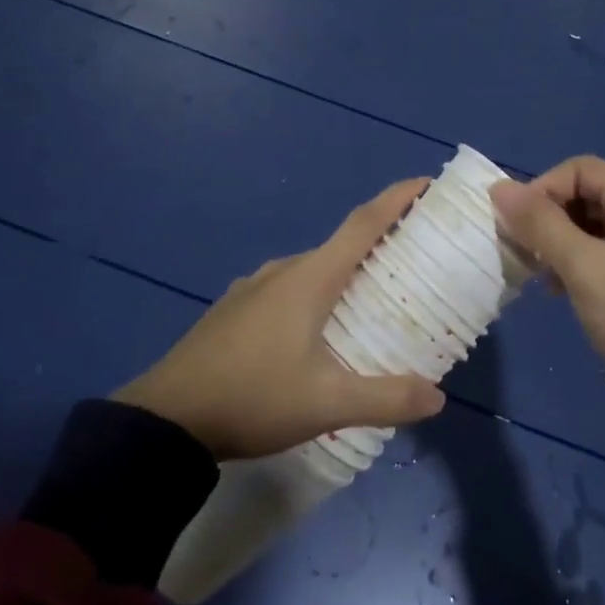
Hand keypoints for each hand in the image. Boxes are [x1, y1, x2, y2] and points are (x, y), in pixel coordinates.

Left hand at [115, 179, 446, 460]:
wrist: (166, 420)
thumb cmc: (252, 398)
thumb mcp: (326, 404)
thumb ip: (386, 398)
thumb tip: (438, 398)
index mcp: (309, 278)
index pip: (363, 224)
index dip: (397, 200)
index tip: (426, 185)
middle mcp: (282, 271)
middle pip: (340, 246)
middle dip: (379, 246)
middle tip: (415, 262)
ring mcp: (253, 288)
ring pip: (312, 271)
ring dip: (345, 275)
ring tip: (372, 301)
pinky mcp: (234, 310)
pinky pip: (287, 290)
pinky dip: (315, 295)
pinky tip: (317, 332)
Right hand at [492, 157, 604, 527]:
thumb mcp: (585, 270)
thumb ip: (540, 224)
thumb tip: (498, 187)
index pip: (579, 169)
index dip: (539, 191)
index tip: (512, 230)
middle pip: (588, 194)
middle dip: (549, 220)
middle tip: (523, 258)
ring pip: (596, 227)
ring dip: (561, 245)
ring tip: (543, 280)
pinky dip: (582, 265)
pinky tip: (566, 293)